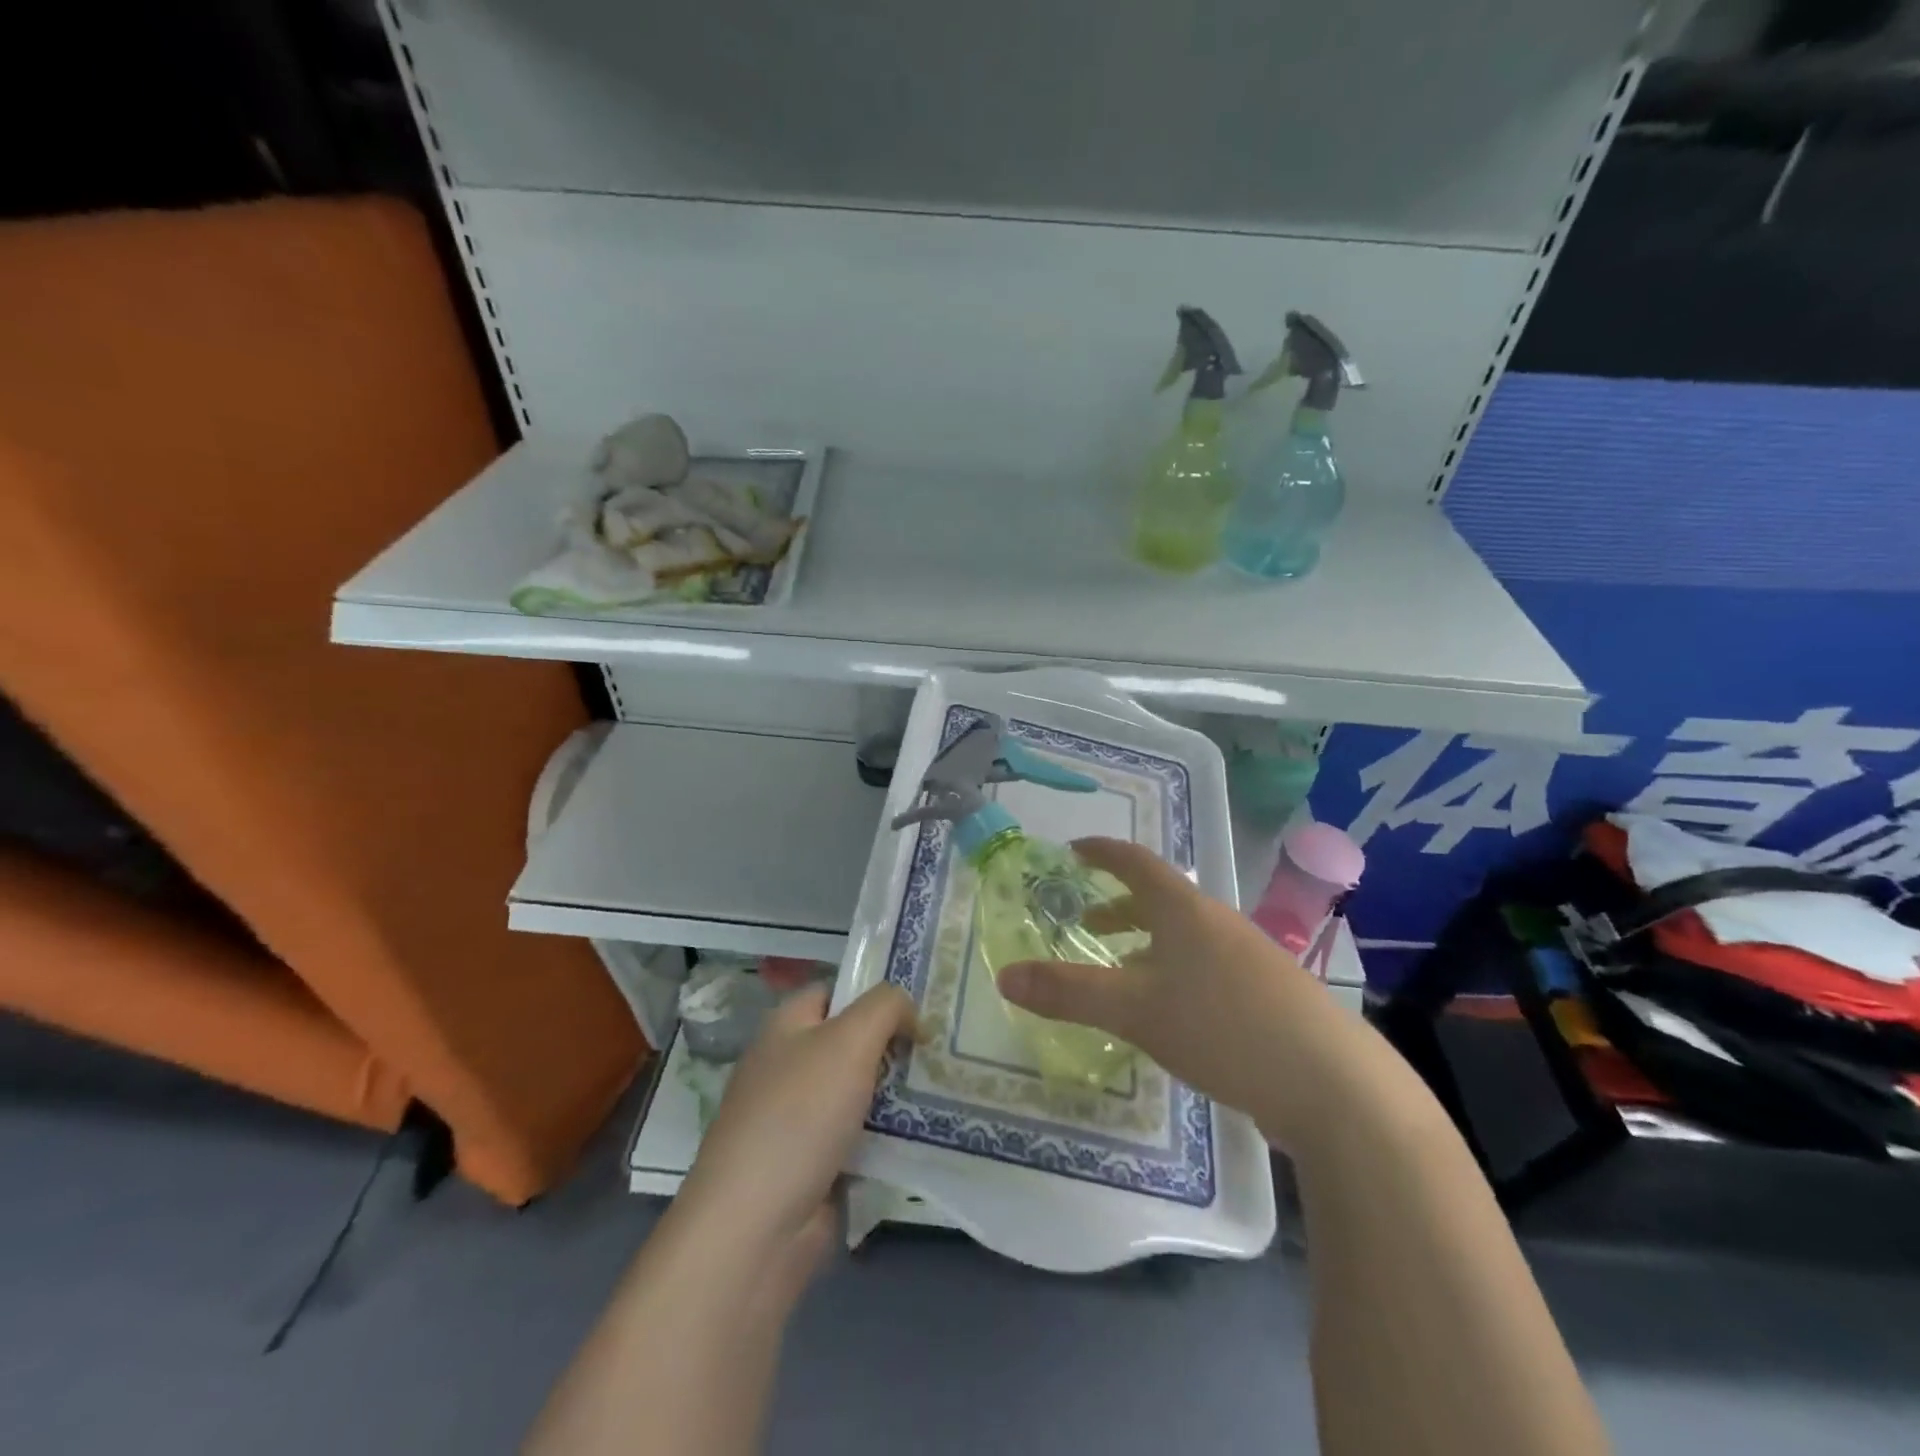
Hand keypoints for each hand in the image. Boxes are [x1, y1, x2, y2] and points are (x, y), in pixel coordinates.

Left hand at [676, 984, 917, 1295]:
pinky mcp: (815, 1166)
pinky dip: (890, 1136)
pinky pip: (862, 1137)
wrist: (755, 1228)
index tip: (924, 1004)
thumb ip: (885, 1007)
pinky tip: (929, 1134)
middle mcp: (789, 1066)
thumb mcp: (849, 1040)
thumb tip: (908, 1010)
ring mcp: (799, 1119)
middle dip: (896, 1044)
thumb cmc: (800, 1116)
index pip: (836, 991)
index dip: (876, 992)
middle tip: (945, 1046)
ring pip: (861, 1091)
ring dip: (899, 1092)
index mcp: (786, 1027)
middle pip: (852, 1042)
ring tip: (950, 1086)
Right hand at [996, 837, 1363, 1148]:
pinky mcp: (1269, 998)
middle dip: (1119, 908)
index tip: (1073, 851)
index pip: (1135, 862)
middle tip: (1086, 924)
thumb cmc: (1223, 1028)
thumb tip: (1004, 976)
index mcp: (1186, 911)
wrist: (1335, 1088)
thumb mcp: (1135, 1010)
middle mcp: (1219, 924)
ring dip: (1147, 946)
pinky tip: (1170, 1018)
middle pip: (1160, 901)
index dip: (1101, 852)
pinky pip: (1206, 970)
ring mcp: (1250, 960)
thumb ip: (1068, 992)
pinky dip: (1174, 976)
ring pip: (1185, 938)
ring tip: (1120, 975)